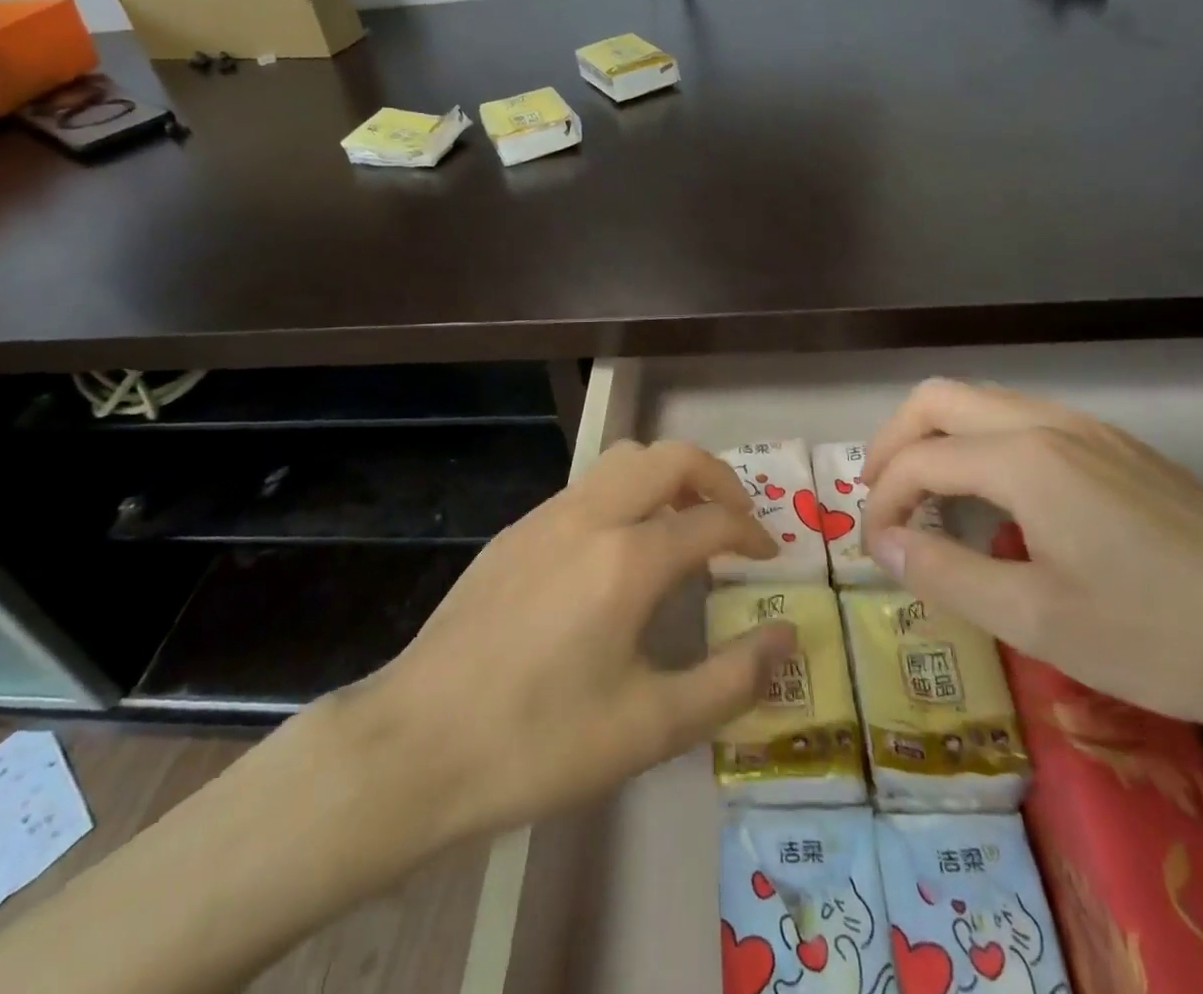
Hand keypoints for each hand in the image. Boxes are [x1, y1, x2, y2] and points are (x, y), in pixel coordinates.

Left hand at [340, 440, 794, 841]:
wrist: (416, 744)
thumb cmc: (539, 743)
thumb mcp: (650, 729)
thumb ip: (731, 679)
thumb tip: (786, 637)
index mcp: (627, 559)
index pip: (711, 522)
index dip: (751, 534)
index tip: (769, 558)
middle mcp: (590, 516)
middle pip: (669, 457)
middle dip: (716, 478)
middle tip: (734, 522)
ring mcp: (546, 517)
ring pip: (623, 460)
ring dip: (666, 479)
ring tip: (682, 528)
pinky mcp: (515, 532)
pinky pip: (586, 488)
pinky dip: (624, 496)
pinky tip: (618, 554)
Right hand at [862, 379, 1202, 728]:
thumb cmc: (1163, 635)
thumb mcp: (1037, 620)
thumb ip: (944, 572)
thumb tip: (881, 543)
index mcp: (1023, 458)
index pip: (919, 460)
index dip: (882, 500)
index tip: (873, 548)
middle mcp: (1047, 422)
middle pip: (939, 399)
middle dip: (894, 441)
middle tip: (880, 496)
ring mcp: (1087, 428)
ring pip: (981, 402)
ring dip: (937, 438)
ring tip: (928, 497)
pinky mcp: (1116, 446)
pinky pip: (1021, 419)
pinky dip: (980, 443)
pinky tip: (997, 498)